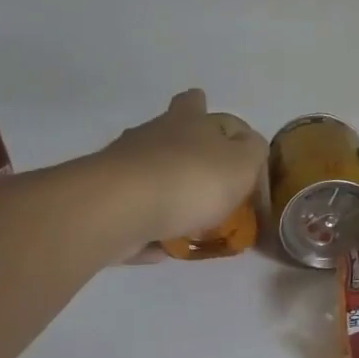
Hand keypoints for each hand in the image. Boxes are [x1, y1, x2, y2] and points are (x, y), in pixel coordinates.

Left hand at [85, 89, 267, 258]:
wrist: (119, 209)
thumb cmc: (191, 180)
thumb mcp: (243, 162)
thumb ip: (253, 151)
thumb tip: (248, 145)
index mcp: (190, 123)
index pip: (207, 109)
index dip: (225, 124)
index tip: (239, 141)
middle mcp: (153, 137)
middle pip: (169, 130)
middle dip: (184, 142)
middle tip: (202, 164)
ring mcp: (124, 168)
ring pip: (149, 172)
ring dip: (166, 189)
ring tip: (188, 221)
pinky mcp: (105, 203)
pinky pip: (133, 215)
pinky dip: (146, 227)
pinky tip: (159, 248)